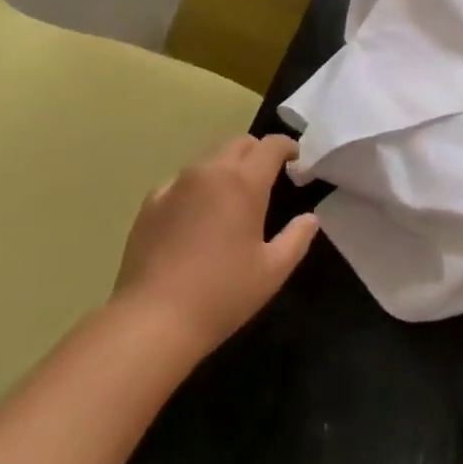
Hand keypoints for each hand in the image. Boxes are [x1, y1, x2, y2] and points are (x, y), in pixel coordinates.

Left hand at [113, 134, 319, 356]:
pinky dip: (196, 188)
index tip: (295, 159)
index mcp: (244, 182)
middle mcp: (211, 171)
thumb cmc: (222, 295)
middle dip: (257, 152)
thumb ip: (296, 239)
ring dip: (226, 168)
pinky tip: (195, 217)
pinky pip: (182, 182)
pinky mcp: (152, 201)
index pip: (271, 145)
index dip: (286, 146)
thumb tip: (310, 218)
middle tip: (266, 177)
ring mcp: (177, 183)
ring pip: (210, 160)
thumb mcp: (272, 272)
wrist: (153, 319)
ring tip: (231, 198)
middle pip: (239, 143)